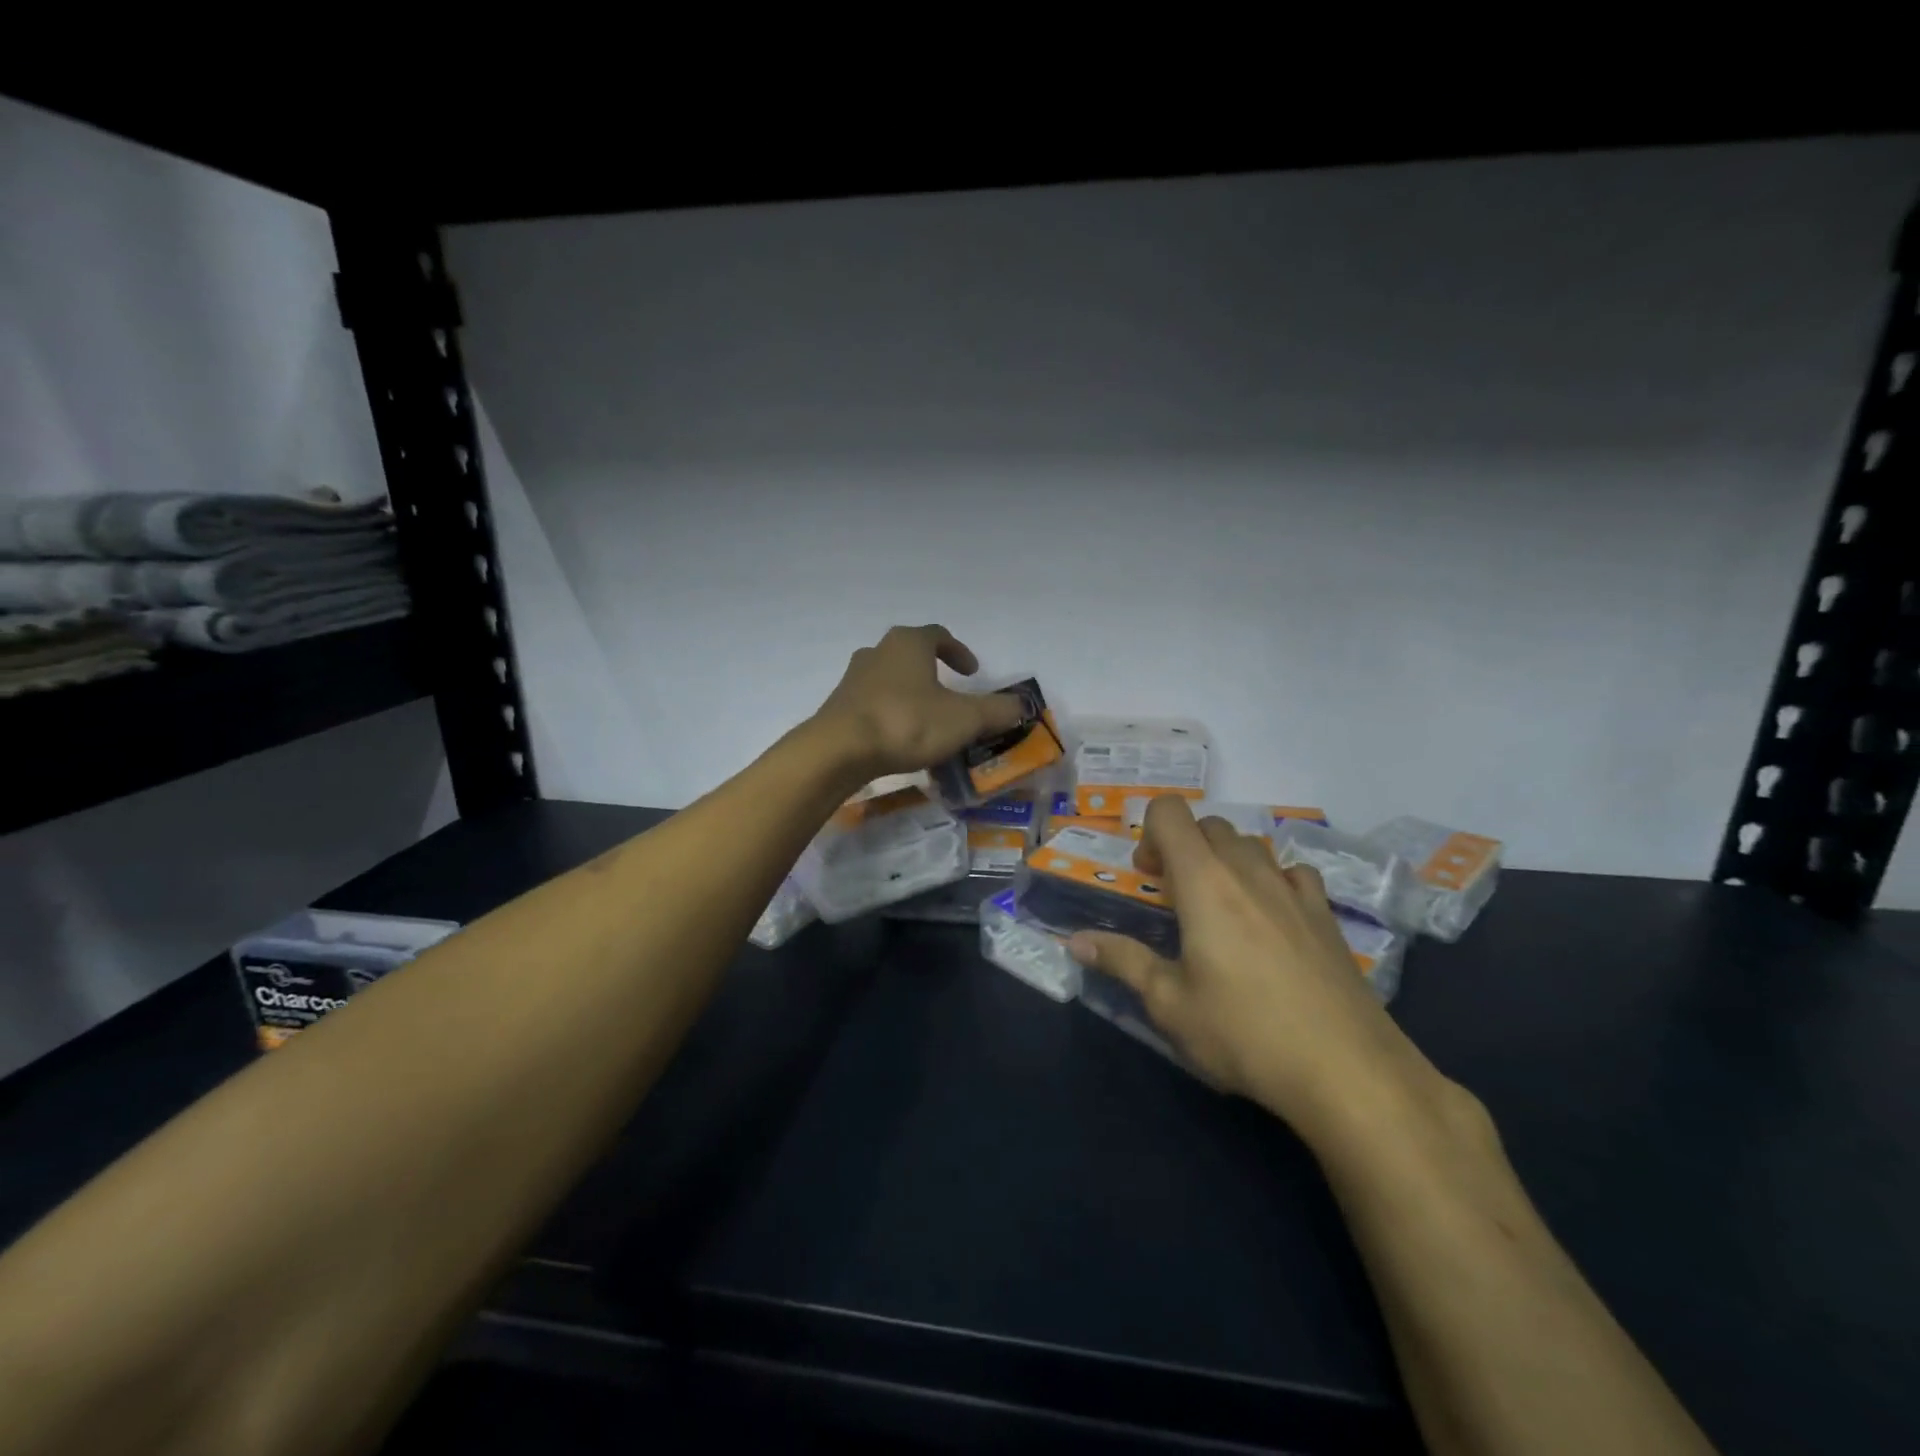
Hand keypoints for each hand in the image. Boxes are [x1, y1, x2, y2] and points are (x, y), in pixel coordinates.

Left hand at [812, 625, 1027, 780]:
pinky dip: (890, 711)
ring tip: (926, 716)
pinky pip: (873, 701)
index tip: (972, 672)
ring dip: (910, 691)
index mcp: (909, 644)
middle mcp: (878, 651)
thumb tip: (1022, 704)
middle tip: (950, 691)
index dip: (959, 651)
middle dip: (932, 670)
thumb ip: (996, 711)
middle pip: (910, 653)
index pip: (939, 635)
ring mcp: (854, 678)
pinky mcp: (839, 705)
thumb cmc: (906, 723)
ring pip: (889, 677)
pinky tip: (899, 736)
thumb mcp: (963, 719)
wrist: (839, 750)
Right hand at [1067, 798, 1444, 1137]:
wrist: (1348, 1071)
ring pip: (1252, 845)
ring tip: (1220, 909)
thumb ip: (1122, 962)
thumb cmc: (1244, 1033)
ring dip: (1225, 861)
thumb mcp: (1169, 1004)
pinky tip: (1271, 920)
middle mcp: (1249, 871)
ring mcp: (1294, 891)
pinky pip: (1293, 873)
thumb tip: (1075, 942)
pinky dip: (1272, 880)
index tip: (1147, 876)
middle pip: (1210, 826)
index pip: (1171, 813)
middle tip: (1174, 896)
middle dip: (1183, 847)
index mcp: (1204, 882)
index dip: (1150, 831)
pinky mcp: (1326, 916)